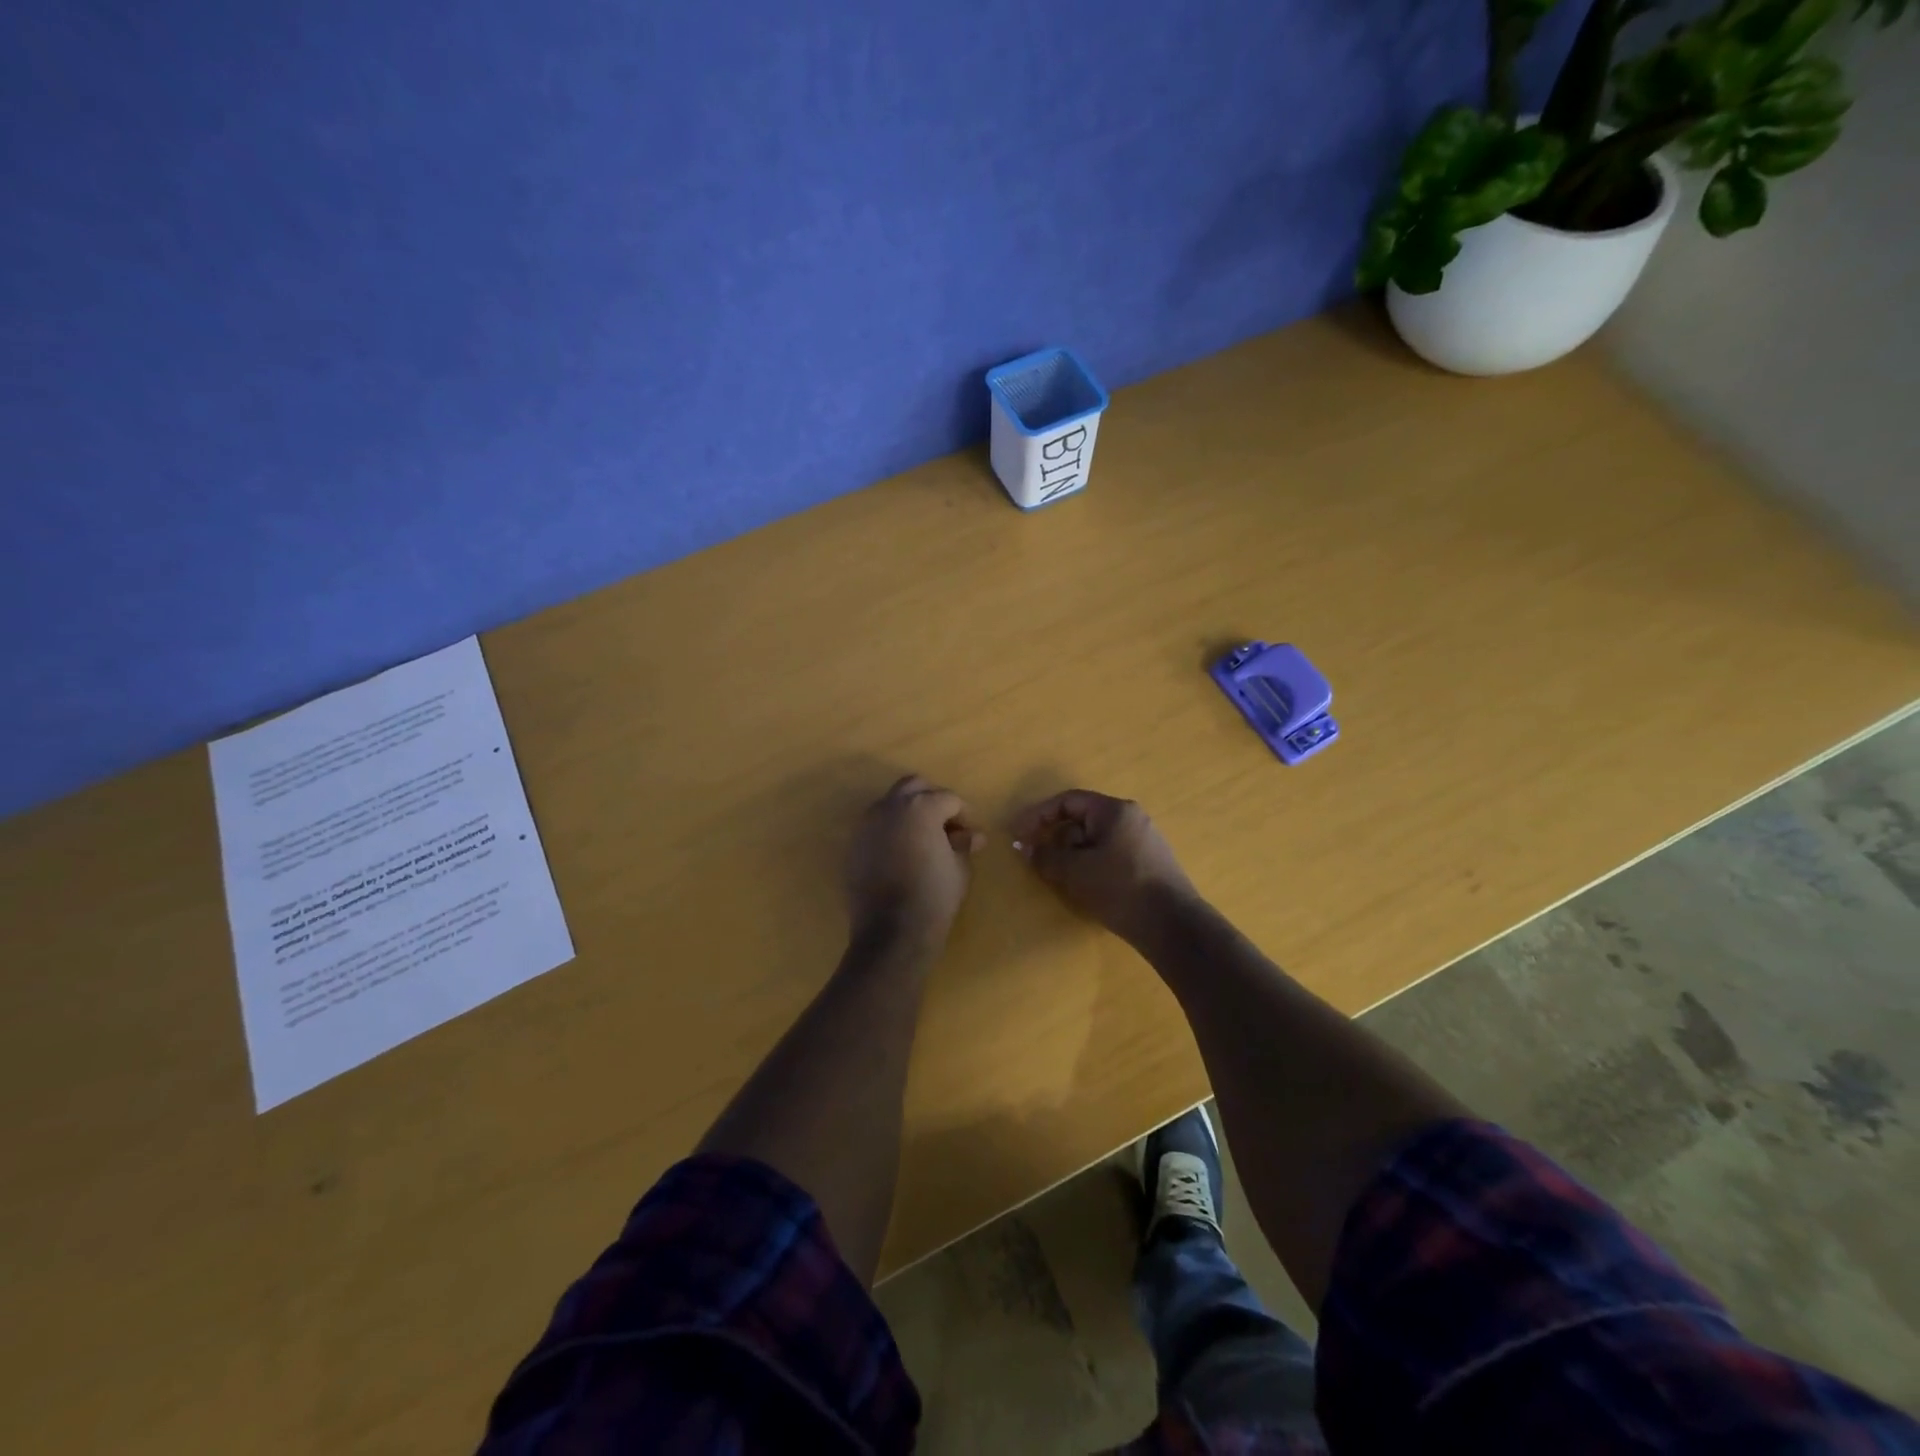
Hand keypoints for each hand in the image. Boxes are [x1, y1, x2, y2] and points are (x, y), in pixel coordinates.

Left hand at [845, 775, 985, 942]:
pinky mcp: (854, 844)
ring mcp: (867, 824)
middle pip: (914, 786)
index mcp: (920, 807)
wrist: (891, 931)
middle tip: (946, 825)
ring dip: (908, 812)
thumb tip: (972, 836)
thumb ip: (963, 844)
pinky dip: (890, 829)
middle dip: (932, 799)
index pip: (948, 799)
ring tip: (923, 838)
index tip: (971, 834)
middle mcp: (890, 807)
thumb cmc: (933, 897)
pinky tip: (901, 852)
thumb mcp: (959, 868)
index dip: (964, 814)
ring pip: (891, 803)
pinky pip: (875, 825)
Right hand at [1011, 790, 1197, 943]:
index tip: (1018, 834)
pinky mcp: (1150, 864)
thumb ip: (1045, 855)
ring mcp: (1144, 841)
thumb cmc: (1119, 888)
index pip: (1068, 801)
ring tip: (1059, 877)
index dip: (1038, 815)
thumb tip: (1024, 846)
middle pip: (1082, 819)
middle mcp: (1132, 818)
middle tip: (1037, 858)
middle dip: (1056, 837)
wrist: (1172, 926)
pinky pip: (1110, 854)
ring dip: (1072, 854)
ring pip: (1096, 839)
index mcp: (1114, 810)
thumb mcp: (1074, 871)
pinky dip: (1091, 864)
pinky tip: (1085, 887)